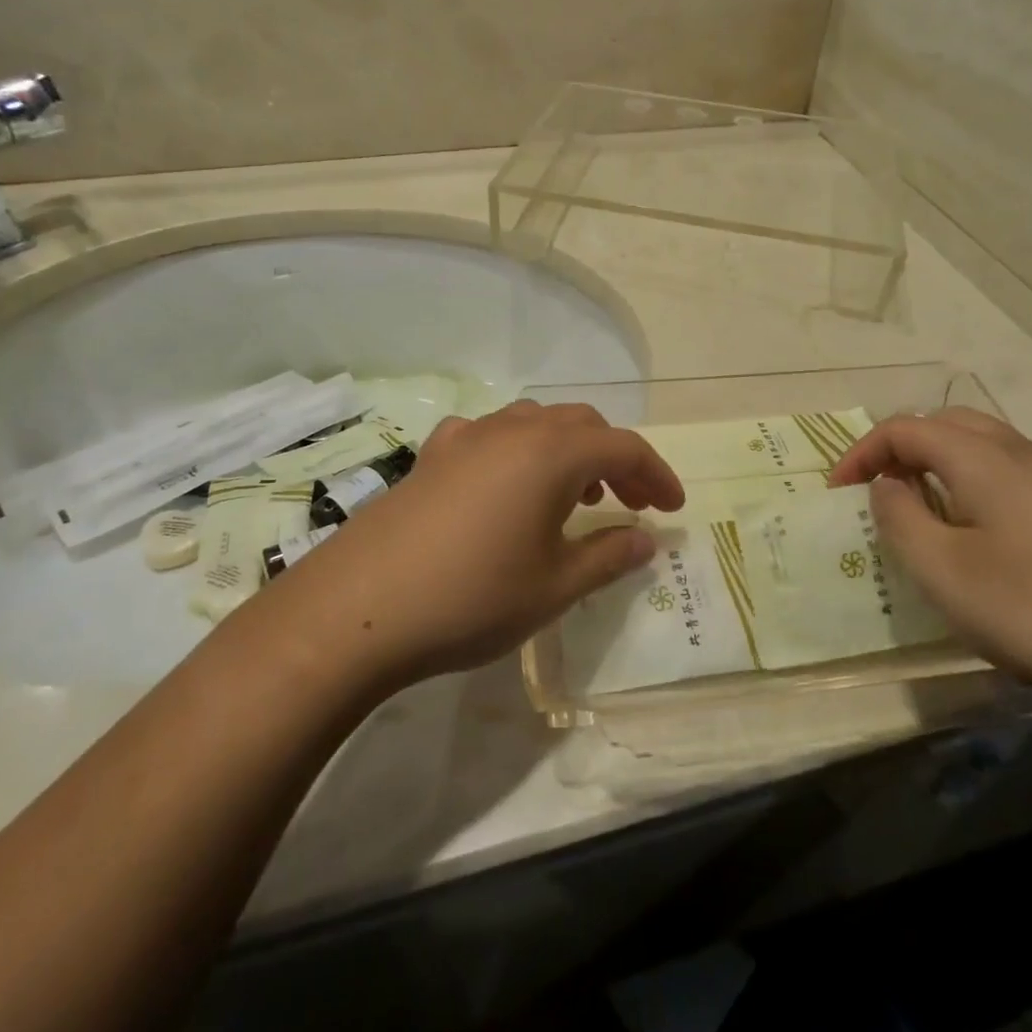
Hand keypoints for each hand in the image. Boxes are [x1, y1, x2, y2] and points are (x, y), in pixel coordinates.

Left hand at [272, 402, 685, 688]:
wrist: (357, 609)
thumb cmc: (472, 598)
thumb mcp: (554, 587)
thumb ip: (608, 555)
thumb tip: (647, 539)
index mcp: (552, 454)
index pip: (623, 447)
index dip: (656, 475)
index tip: (673, 509)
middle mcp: (513, 430)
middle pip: (582, 426)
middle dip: (615, 460)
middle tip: (631, 503)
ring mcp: (467, 437)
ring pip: (536, 423)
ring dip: (568, 451)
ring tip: (575, 496)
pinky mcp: (431, 455)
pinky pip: (490, 435)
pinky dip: (518, 451)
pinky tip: (506, 488)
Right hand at [827, 409, 1031, 708]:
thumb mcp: (941, 569)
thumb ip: (899, 517)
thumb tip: (888, 486)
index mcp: (983, 457)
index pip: (905, 428)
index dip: (862, 453)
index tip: (837, 493)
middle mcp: (1022, 452)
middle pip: (945, 424)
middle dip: (900, 448)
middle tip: (876, 491)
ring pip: (981, 445)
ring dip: (937, 463)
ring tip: (918, 509)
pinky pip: (1008, 472)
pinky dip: (971, 481)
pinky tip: (974, 532)